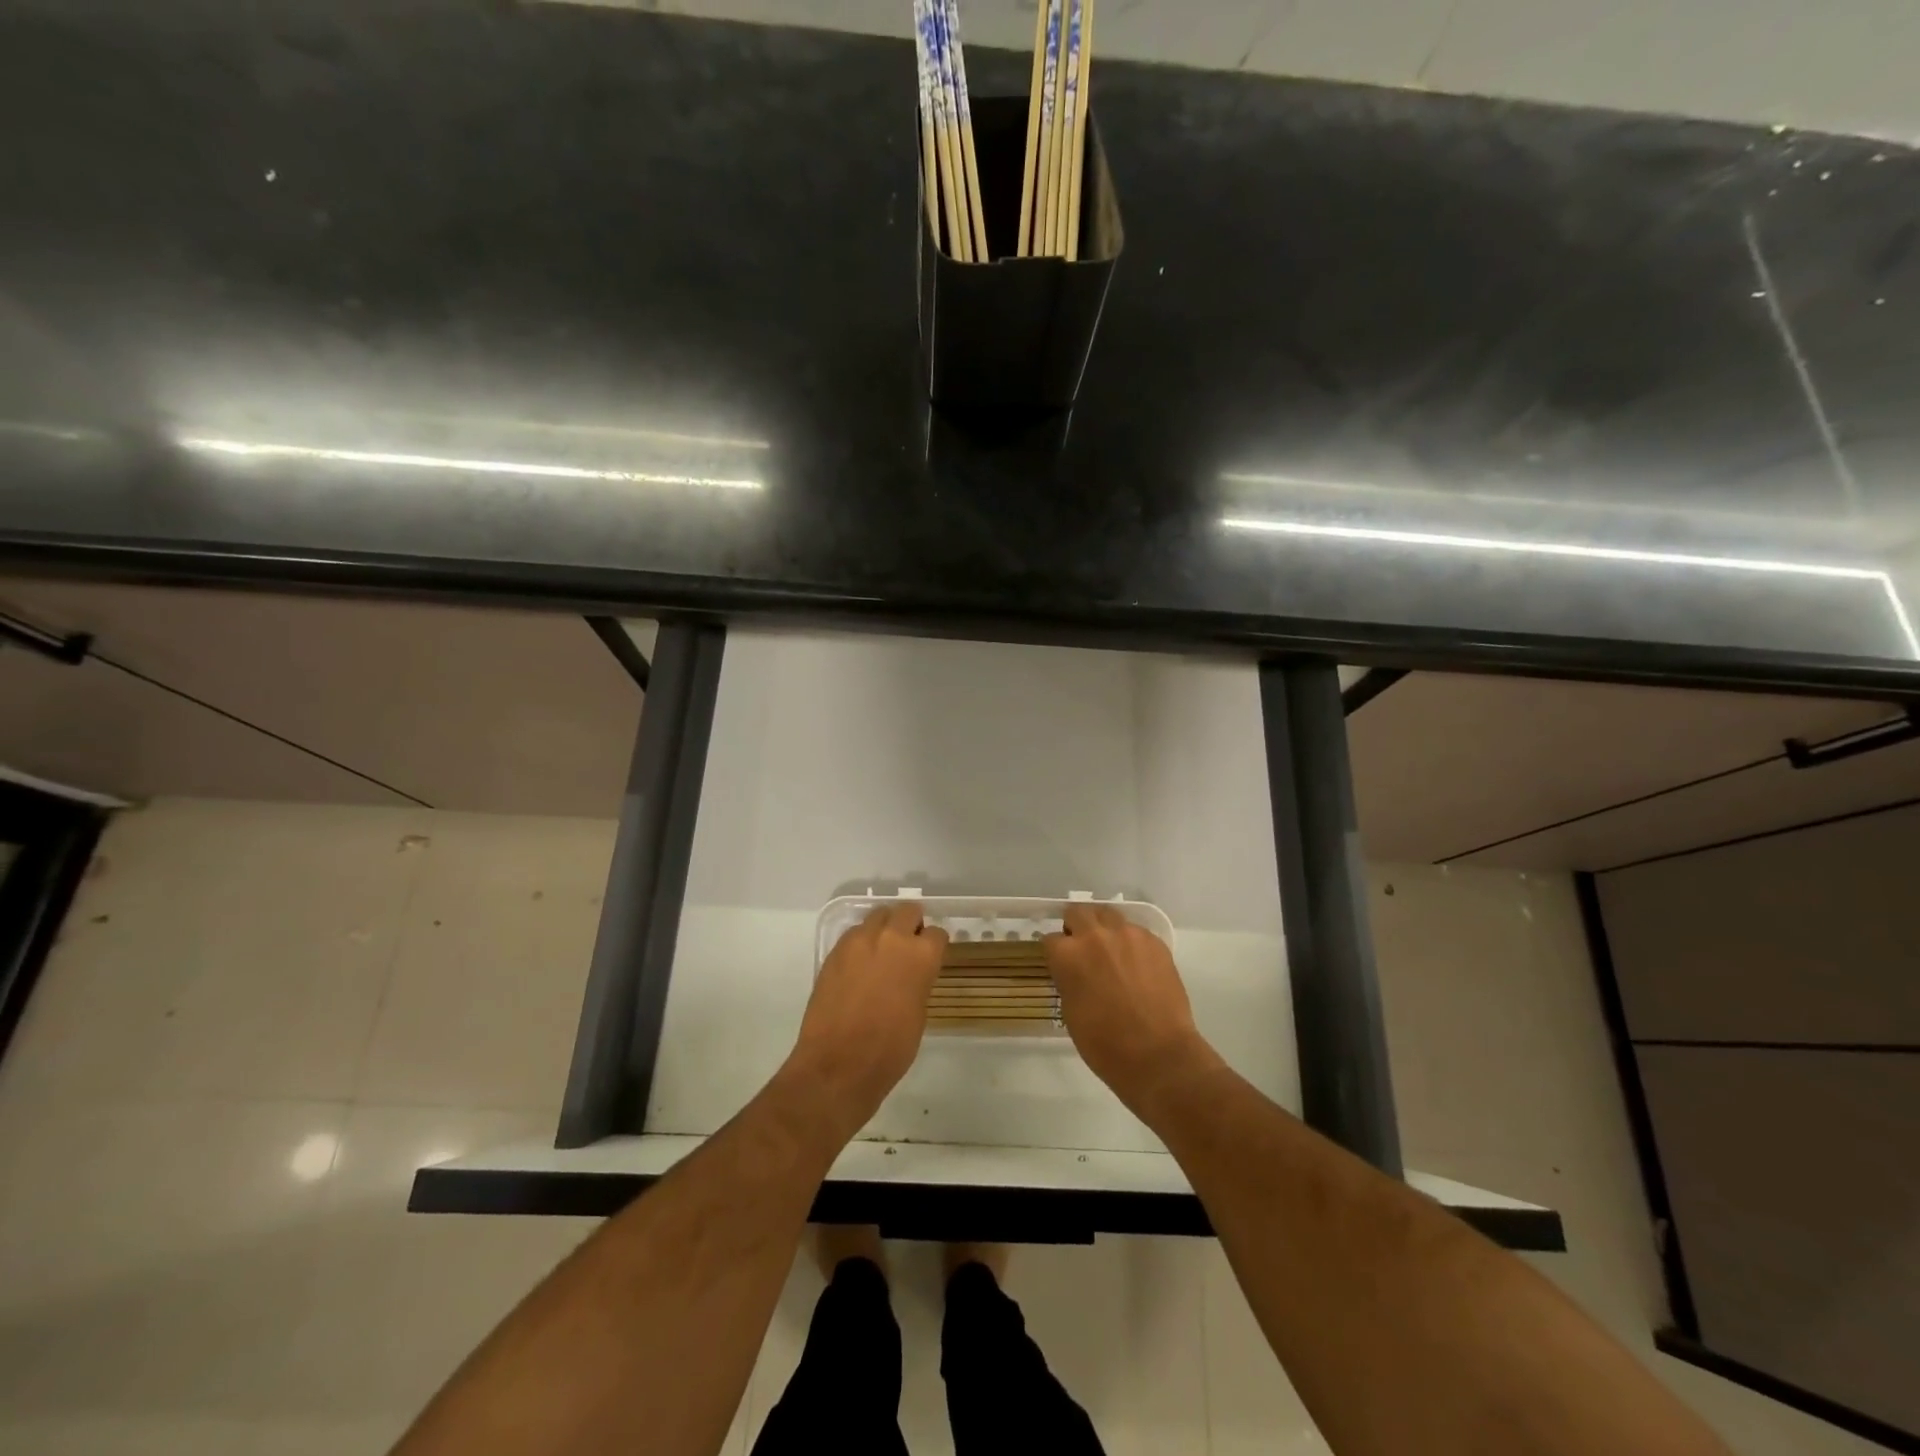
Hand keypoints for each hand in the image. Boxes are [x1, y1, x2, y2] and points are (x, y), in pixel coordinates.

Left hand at [787, 904, 946, 1135]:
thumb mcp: (919, 1013)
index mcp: (921, 955)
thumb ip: (918, 981)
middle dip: (911, 925)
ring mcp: (859, 941)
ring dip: (884, 929)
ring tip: (881, 954)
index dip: (934, 946)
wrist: (838, 1065)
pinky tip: (859, 967)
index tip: (931, 957)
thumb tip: (912, 973)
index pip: (936, 933)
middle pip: (907, 911)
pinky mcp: (835, 951)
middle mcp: (891, 938)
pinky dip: (861, 943)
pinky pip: (854, 934)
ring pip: (878, 916)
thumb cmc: (890, 1049)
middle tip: (908, 947)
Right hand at [1045, 905, 1217, 1116]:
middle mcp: (1095, 936)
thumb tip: (1074, 971)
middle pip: (1077, 913)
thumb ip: (1068, 980)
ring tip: (1112, 952)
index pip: (1051, 939)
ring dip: (1104, 928)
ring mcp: (1128, 935)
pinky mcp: (1155, 941)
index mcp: (1068, 955)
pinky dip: (1131, 942)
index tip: (1061, 964)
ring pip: (1108, 915)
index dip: (1056, 953)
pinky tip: (1137, 965)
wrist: (1158, 1055)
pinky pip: (1136, 931)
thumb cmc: (1105, 1044)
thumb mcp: (1070, 1012)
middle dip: (1076, 927)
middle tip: (1083, 949)